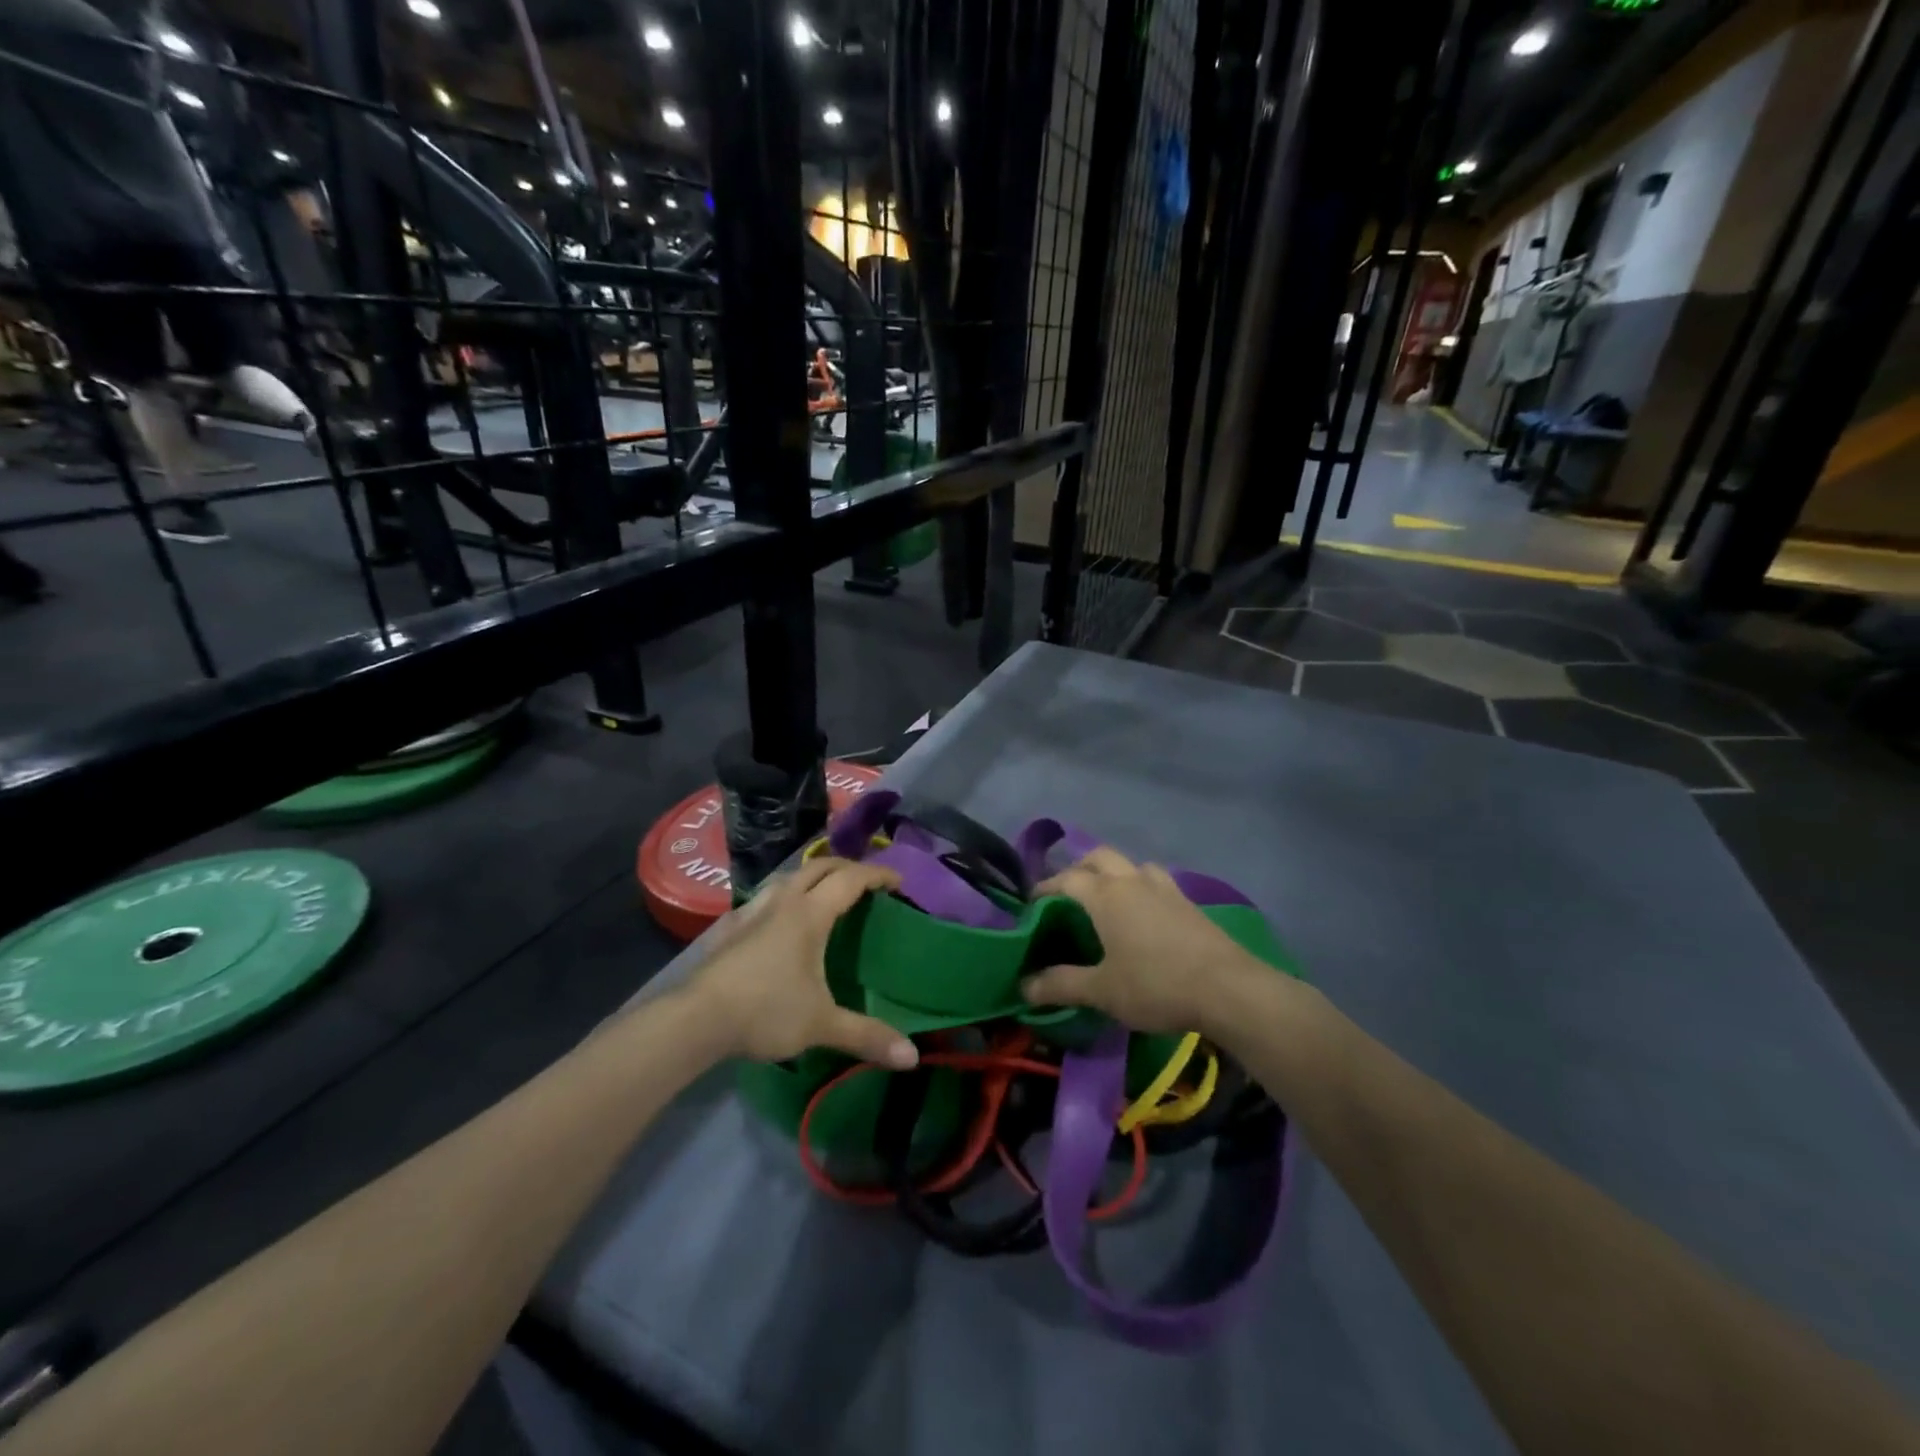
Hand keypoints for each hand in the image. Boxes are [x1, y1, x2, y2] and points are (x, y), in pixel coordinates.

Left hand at [684, 857, 918, 1068]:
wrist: (695, 1019)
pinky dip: (784, 896)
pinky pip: (765, 897)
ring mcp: (752, 911)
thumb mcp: (822, 1025)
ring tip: (825, 892)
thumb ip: (867, 1036)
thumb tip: (912, 1058)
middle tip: (867, 882)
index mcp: (809, 914)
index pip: (850, 880)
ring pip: (788, 876)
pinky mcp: (730, 927)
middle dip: (848, 868)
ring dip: (813, 876)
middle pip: (819, 867)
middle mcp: (782, 902)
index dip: (877, 875)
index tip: (898, 881)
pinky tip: (780, 918)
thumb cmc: (765, 1011)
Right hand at [1023, 847, 1265, 1034]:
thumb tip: (1023, 986)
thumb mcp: (1102, 991)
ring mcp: (1165, 889)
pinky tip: (1145, 915)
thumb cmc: (1156, 985)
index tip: (1033, 904)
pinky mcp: (1189, 903)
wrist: (1228, 989)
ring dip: (1115, 873)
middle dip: (1079, 869)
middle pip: (1100, 858)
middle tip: (1068, 894)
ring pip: (1133, 866)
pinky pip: (1156, 882)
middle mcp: (1133, 882)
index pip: (1067, 879)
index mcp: (1106, 895)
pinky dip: (1141, 888)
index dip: (1046, 888)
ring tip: (1108, 899)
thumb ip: (1061, 985)